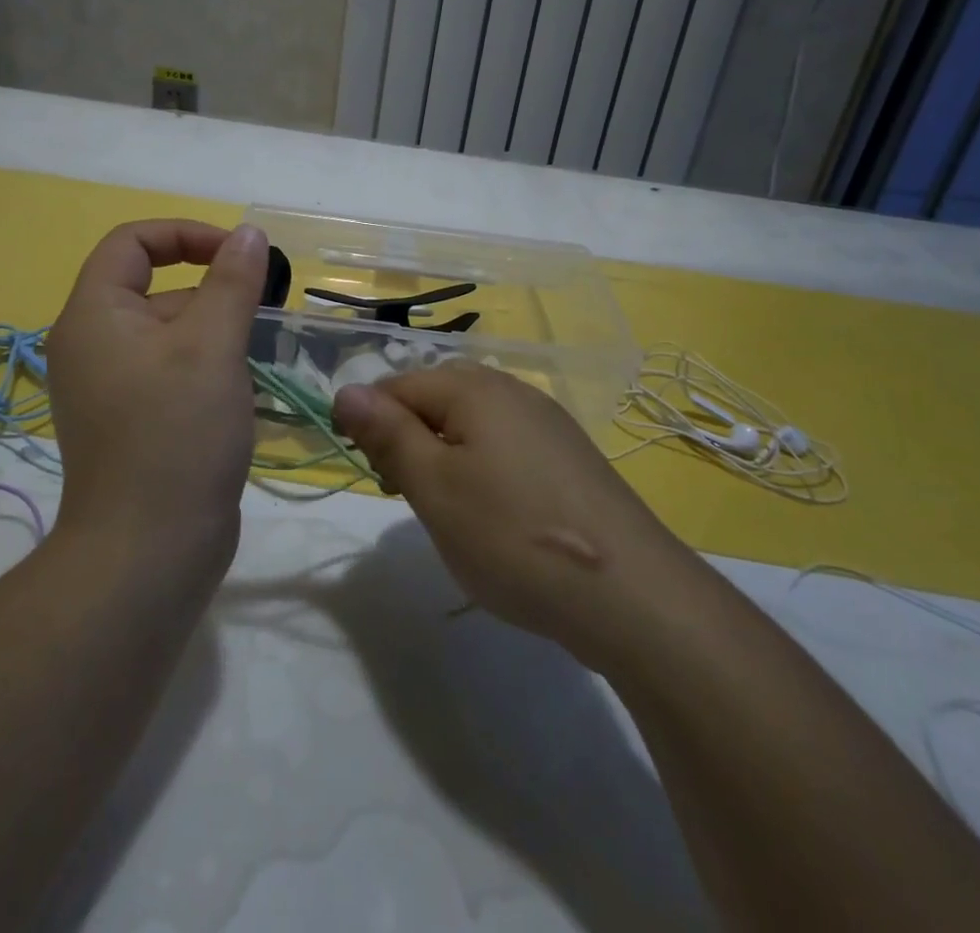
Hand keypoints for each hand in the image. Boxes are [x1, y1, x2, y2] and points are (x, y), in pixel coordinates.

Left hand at [47, 219, 266, 571]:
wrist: (148, 553)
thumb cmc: (177, 433)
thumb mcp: (212, 346)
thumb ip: (232, 281)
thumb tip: (247, 233)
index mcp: (94, 315)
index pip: (132, 242)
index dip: (187, 234)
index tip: (239, 254)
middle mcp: (94, 344)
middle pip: (155, 288)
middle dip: (211, 291)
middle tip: (261, 314)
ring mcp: (111, 386)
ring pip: (169, 332)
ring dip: (215, 332)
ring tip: (257, 356)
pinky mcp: (133, 420)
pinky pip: (171, 370)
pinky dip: (206, 366)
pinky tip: (241, 390)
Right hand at [332, 366, 684, 666]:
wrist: (633, 594)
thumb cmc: (513, 535)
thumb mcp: (434, 487)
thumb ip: (387, 434)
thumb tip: (346, 390)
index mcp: (474, 387)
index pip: (397, 386)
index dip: (371, 425)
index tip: (375, 476)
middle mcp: (512, 390)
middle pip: (436, 400)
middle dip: (410, 442)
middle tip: (409, 498)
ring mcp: (547, 422)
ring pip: (472, 425)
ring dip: (445, 459)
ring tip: (451, 514)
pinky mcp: (570, 457)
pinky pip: (507, 447)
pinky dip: (484, 472)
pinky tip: (497, 518)